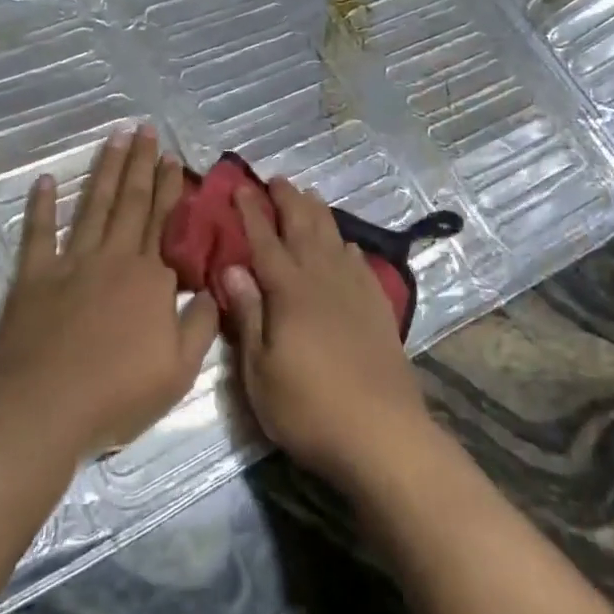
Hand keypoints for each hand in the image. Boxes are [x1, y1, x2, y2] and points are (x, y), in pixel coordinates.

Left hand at [0, 124, 218, 461]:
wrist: (44, 408)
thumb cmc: (117, 393)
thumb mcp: (179, 369)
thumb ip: (202, 324)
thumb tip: (216, 287)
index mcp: (150, 277)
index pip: (164, 221)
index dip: (170, 187)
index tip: (173, 157)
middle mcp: (113, 258)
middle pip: (131, 202)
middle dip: (140, 163)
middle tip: (144, 129)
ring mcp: (70, 263)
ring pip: (94, 206)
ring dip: (105, 171)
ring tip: (114, 139)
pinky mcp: (34, 277)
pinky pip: (38, 234)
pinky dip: (41, 207)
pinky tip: (44, 182)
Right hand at [220, 178, 433, 491]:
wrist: (383, 435)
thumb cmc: (309, 408)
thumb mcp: (260, 371)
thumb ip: (248, 315)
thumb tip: (231, 269)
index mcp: (289, 292)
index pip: (265, 242)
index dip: (251, 212)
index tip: (240, 186)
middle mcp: (323, 280)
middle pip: (303, 229)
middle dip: (287, 201)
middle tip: (275, 179)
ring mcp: (355, 293)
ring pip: (333, 239)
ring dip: (318, 214)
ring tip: (308, 195)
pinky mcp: (378, 310)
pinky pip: (360, 264)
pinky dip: (348, 246)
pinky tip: (345, 244)